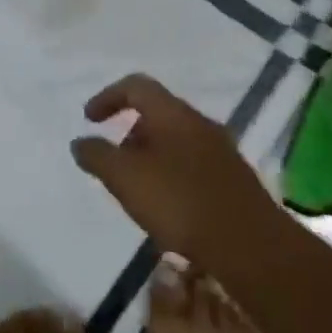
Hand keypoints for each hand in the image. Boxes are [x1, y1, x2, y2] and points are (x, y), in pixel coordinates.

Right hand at [70, 74, 270, 267]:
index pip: (136, 86)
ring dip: (151, 155)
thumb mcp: (125, 178)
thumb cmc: (180, 202)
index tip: (89, 120)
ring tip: (137, 187)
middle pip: (157, 112)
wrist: (251, 246)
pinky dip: (172, 173)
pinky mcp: (234, 179)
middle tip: (114, 159)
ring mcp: (222, 151)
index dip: (108, 97)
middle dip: (129, 131)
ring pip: (177, 140)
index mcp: (173, 113)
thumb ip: (97, 156)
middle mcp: (200, 123)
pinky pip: (193, 163)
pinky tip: (168, 205)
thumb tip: (80, 142)